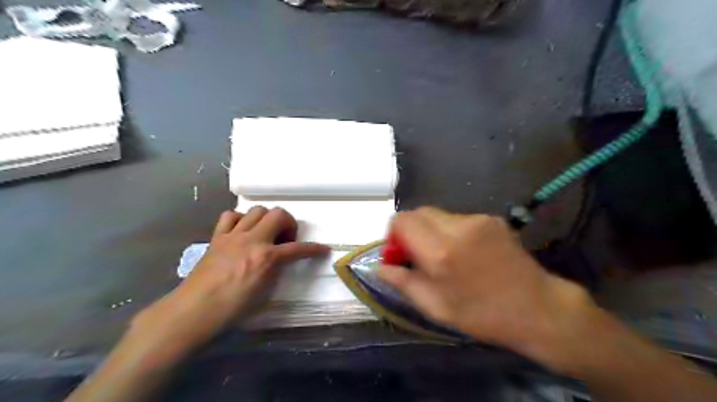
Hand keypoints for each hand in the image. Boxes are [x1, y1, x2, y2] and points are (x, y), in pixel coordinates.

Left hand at [128, 208, 326, 360]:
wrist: (194, 311)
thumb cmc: (232, 309)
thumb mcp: (264, 293)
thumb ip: (276, 271)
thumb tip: (281, 260)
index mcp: (266, 258)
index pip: (297, 249)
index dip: (314, 249)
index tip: (323, 249)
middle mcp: (252, 240)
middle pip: (278, 214)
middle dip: (289, 223)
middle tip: (286, 239)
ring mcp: (233, 236)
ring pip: (257, 210)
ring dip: (267, 219)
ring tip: (266, 233)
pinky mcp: (217, 237)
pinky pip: (231, 216)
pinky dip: (241, 219)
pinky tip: (242, 231)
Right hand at [381, 208, 593, 369]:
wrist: (538, 308)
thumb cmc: (483, 315)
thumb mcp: (436, 308)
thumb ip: (403, 283)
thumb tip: (379, 267)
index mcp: (440, 252)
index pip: (402, 220)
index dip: (393, 233)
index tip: (398, 253)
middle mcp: (457, 227)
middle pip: (418, 212)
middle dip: (410, 230)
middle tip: (417, 254)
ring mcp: (478, 219)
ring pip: (438, 214)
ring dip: (431, 230)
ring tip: (444, 256)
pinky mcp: (492, 218)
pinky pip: (457, 218)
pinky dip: (450, 230)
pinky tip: (464, 252)